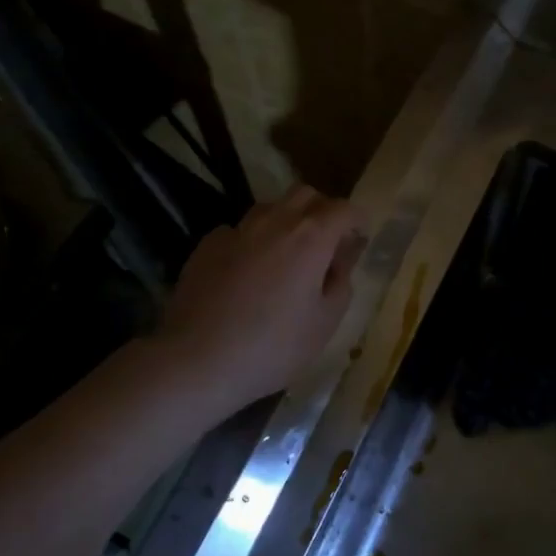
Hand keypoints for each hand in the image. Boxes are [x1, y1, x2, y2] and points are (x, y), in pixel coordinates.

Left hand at [157, 186, 366, 409]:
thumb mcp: (325, 322)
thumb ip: (340, 282)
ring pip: (270, 208)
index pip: (344, 208)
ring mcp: (237, 230)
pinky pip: (238, 231)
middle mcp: (275, 221)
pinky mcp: (206, 245)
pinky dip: (252, 241)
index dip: (356, 220)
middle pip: (306, 194)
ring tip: (286, 256)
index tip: (358, 239)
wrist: (196, 361)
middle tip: (326, 243)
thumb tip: (341, 259)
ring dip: (286, 221)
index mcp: (311, 237)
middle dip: (322, 211)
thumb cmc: (273, 347)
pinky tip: (247, 273)